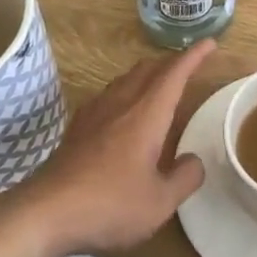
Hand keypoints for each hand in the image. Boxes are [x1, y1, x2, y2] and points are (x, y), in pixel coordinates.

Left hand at [11, 41, 216, 255]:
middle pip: (148, 69)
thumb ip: (184, 178)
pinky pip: (108, 95)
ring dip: (147, 75)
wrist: (46, 213)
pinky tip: (123, 111)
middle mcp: (121, 103)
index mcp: (146, 114)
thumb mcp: (160, 202)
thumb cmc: (110, 204)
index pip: (174, 73)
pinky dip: (126, 91)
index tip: (209, 43)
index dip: (194, 56)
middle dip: (170, 63)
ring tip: (159, 86)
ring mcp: (95, 112)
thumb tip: (193, 160)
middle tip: (188, 67)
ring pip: (125, 79)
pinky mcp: (78, 127)